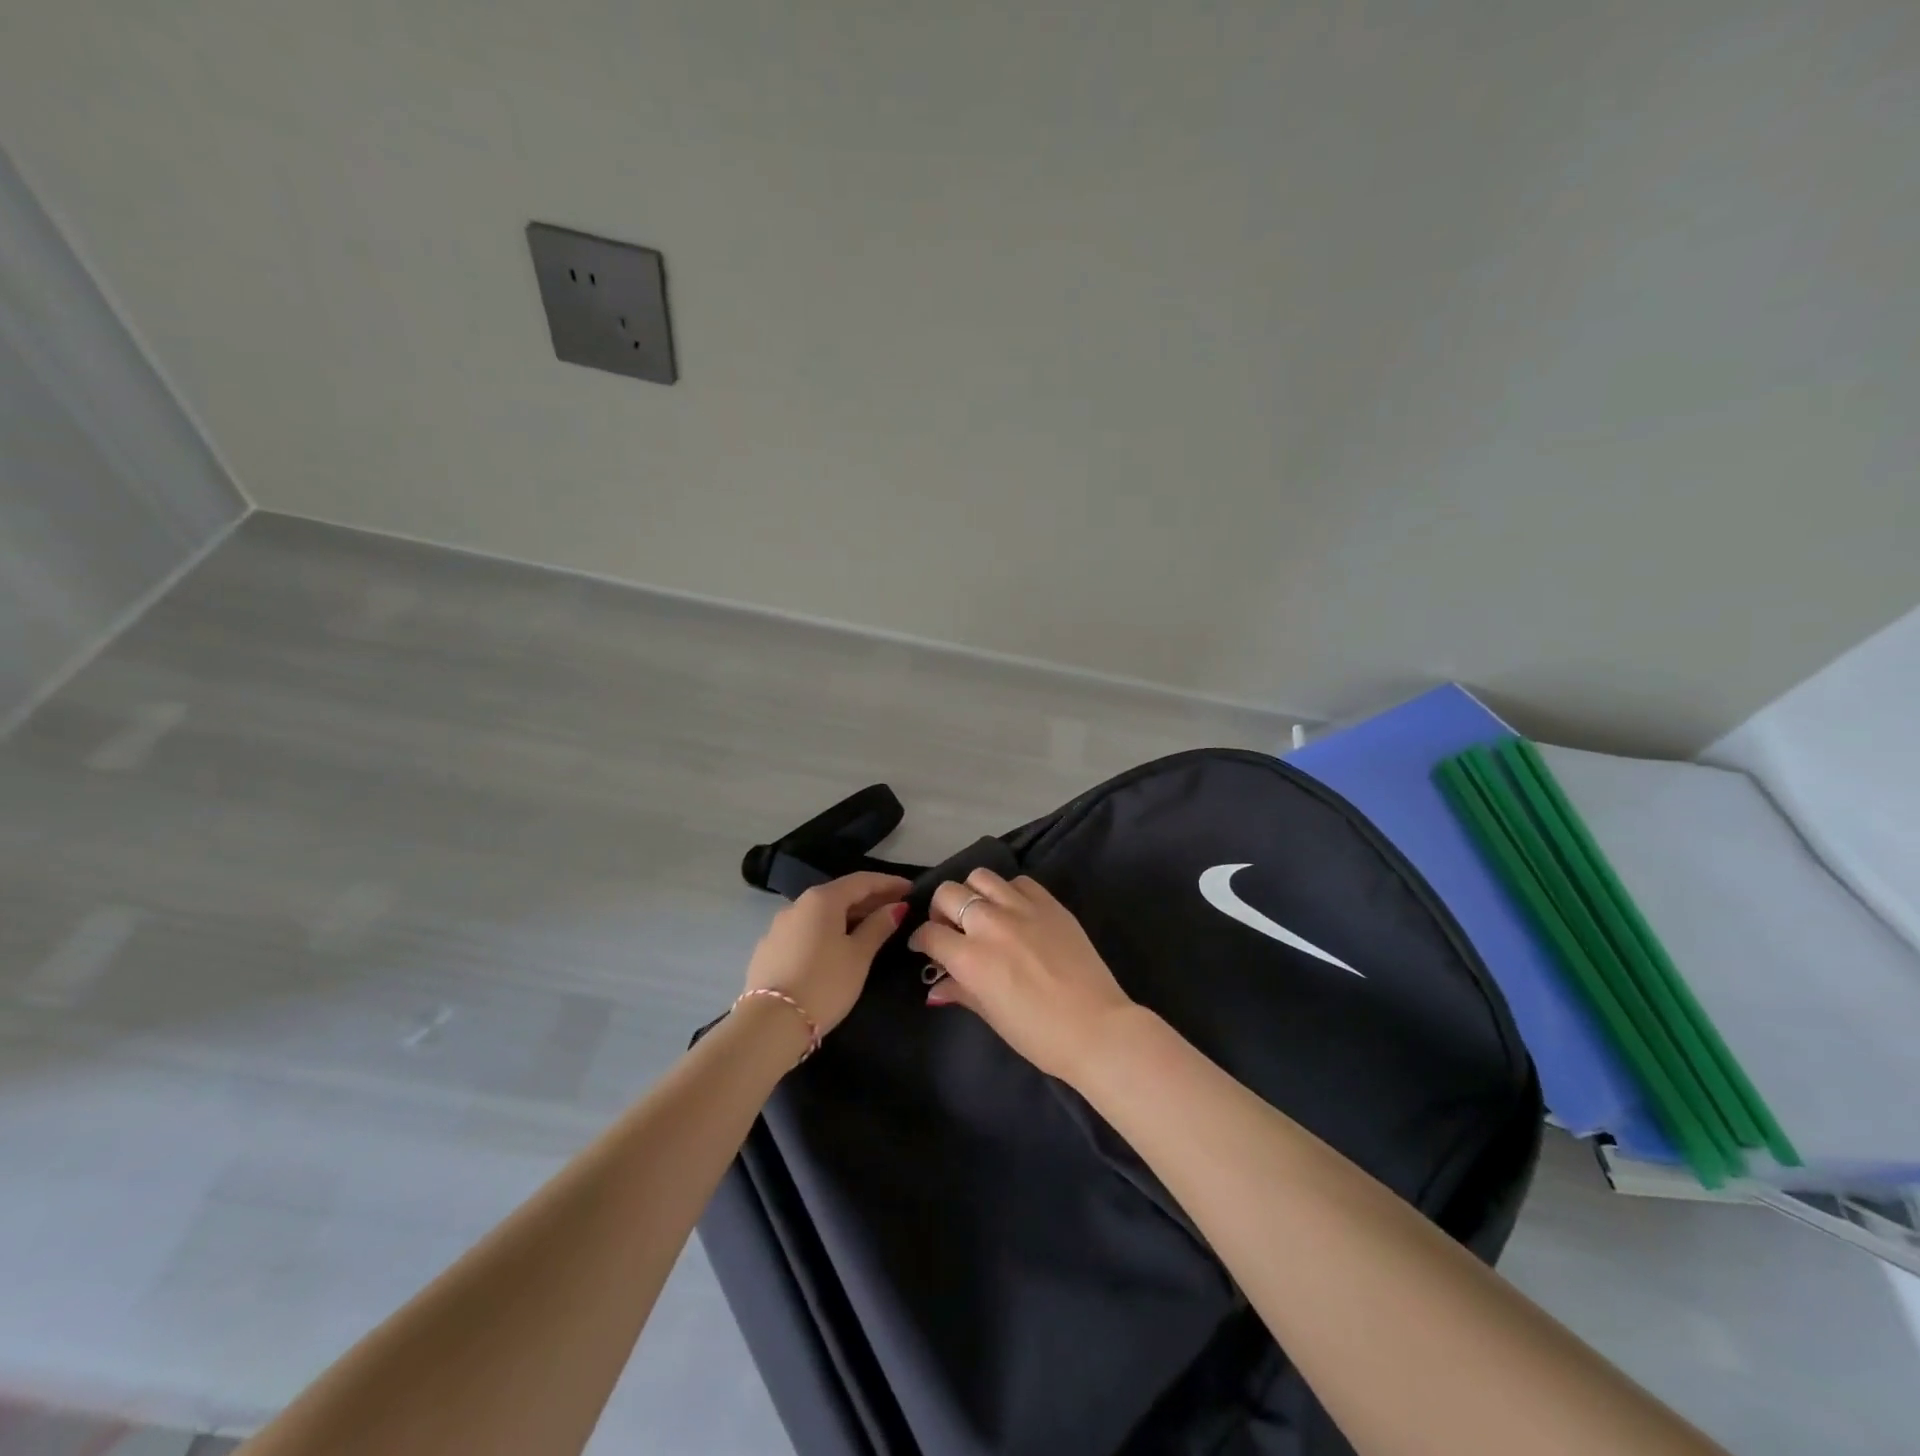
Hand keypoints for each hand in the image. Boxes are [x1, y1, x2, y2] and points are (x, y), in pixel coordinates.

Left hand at [744, 872, 911, 1035]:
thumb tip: (896, 907)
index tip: (911, 889)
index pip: (861, 881)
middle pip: (840, 894)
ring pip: (821, 914)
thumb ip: (878, 926)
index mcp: (822, 899)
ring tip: (869, 929)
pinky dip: (826, 932)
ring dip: (847, 916)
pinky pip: (806, 931)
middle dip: (869, 900)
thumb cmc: (825, 983)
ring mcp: (778, 927)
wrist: (770, 1023)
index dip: (888, 883)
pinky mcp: (769, 949)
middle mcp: (797, 905)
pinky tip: (836, 948)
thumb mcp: (859, 955)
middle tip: (895, 910)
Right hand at [908, 869, 1134, 1083]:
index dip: (921, 940)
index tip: (924, 947)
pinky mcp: (1050, 903)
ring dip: (972, 893)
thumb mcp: (992, 1016)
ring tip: (981, 912)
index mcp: (971, 957)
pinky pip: (1020, 882)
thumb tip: (936, 986)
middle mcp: (991, 924)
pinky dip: (1009, 891)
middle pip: (948, 893)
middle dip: (940, 909)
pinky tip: (1014, 910)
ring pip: (981, 877)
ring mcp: (1022, 908)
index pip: (930, 933)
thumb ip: (961, 992)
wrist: (1096, 1027)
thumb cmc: (1039, 1035)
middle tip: (950, 927)